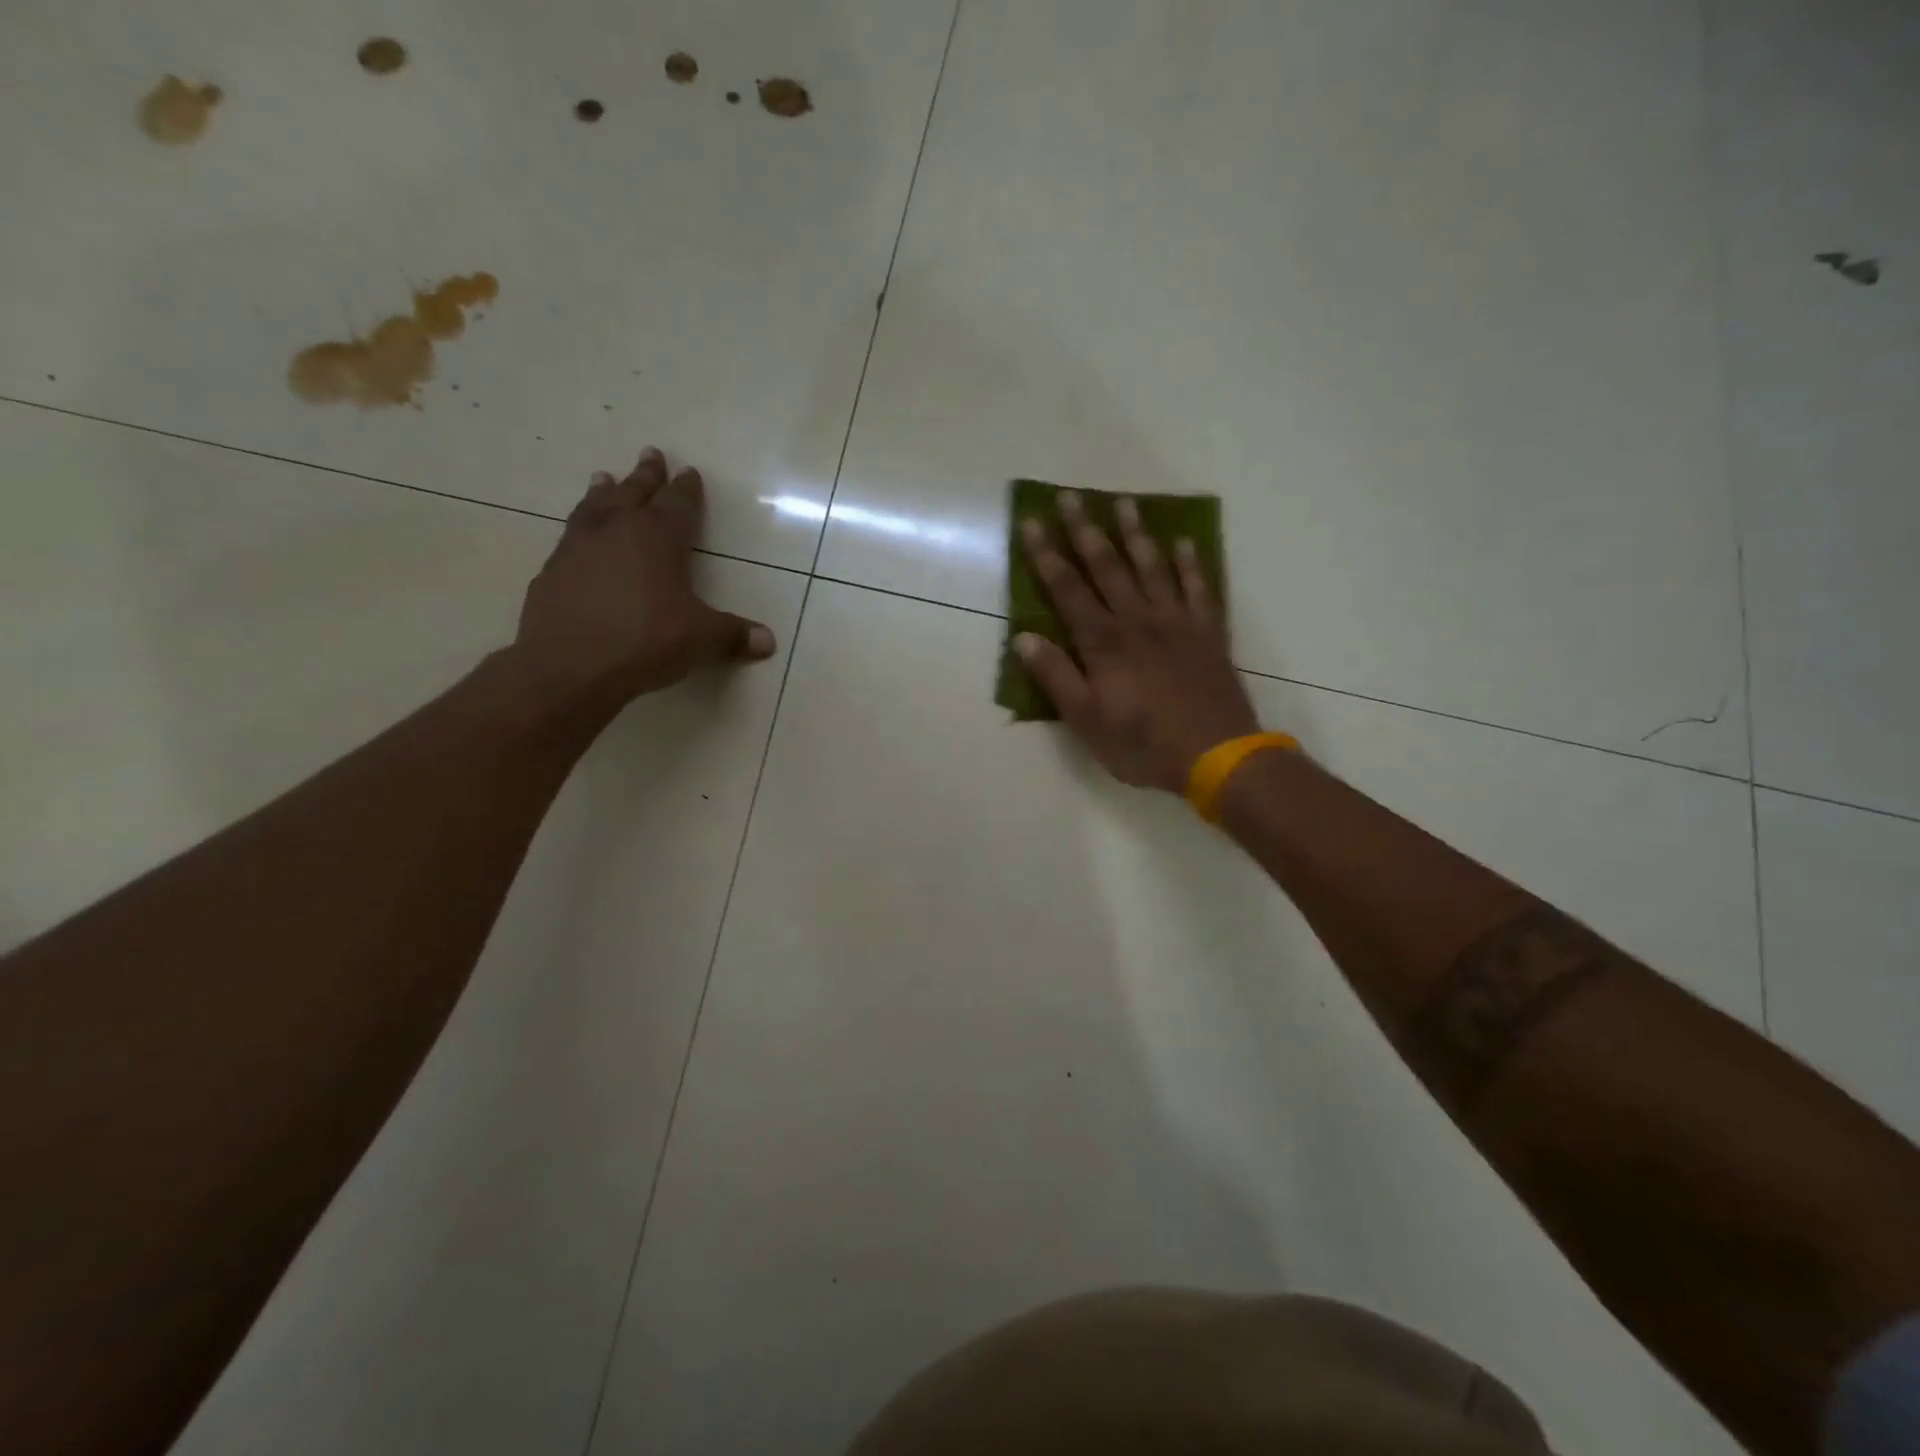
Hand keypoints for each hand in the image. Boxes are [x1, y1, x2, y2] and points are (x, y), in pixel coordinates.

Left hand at [511, 448, 774, 709]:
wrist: (570, 665)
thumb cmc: (646, 641)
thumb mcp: (701, 639)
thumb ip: (732, 635)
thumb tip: (768, 642)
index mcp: (659, 538)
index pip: (678, 503)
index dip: (686, 488)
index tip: (689, 472)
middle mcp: (617, 531)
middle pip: (635, 493)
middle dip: (646, 475)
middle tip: (650, 453)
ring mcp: (579, 547)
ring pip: (595, 507)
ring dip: (604, 492)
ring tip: (603, 477)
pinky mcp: (552, 570)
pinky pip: (569, 537)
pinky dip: (579, 528)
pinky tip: (578, 536)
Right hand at [1016, 491, 1258, 792]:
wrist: (1217, 756)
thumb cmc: (1143, 744)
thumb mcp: (1087, 721)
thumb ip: (1056, 677)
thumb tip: (1024, 637)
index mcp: (1105, 643)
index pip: (1068, 590)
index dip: (1047, 556)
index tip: (1032, 523)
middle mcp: (1139, 621)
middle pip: (1108, 567)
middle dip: (1086, 530)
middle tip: (1071, 495)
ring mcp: (1178, 623)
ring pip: (1153, 568)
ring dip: (1136, 534)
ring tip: (1124, 502)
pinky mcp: (1208, 633)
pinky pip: (1199, 589)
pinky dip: (1191, 564)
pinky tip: (1183, 543)